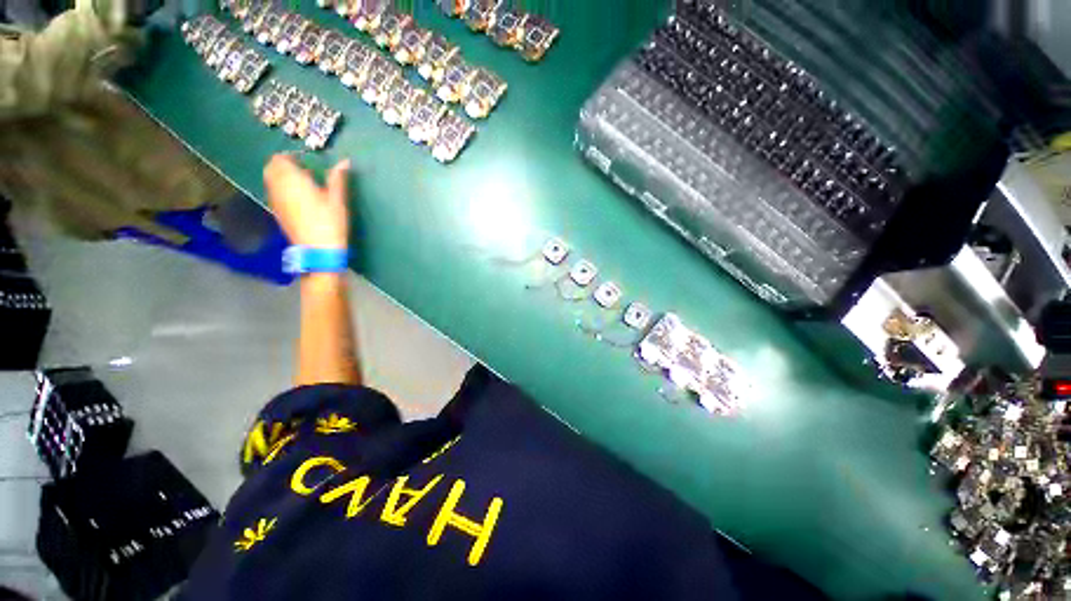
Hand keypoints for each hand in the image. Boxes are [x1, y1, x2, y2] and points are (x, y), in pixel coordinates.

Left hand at [264, 154, 350, 249]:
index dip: (292, 157)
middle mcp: (278, 187)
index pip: (281, 159)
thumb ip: (338, 179)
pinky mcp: (277, 212)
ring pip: (271, 181)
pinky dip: (282, 190)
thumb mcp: (338, 199)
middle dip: (284, 166)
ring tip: (302, 185)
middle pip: (272, 168)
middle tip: (303, 171)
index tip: (306, 162)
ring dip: (282, 178)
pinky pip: (274, 193)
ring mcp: (275, 200)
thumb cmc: (330, 222)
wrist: (318, 249)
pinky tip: (299, 199)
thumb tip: (345, 161)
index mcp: (292, 179)